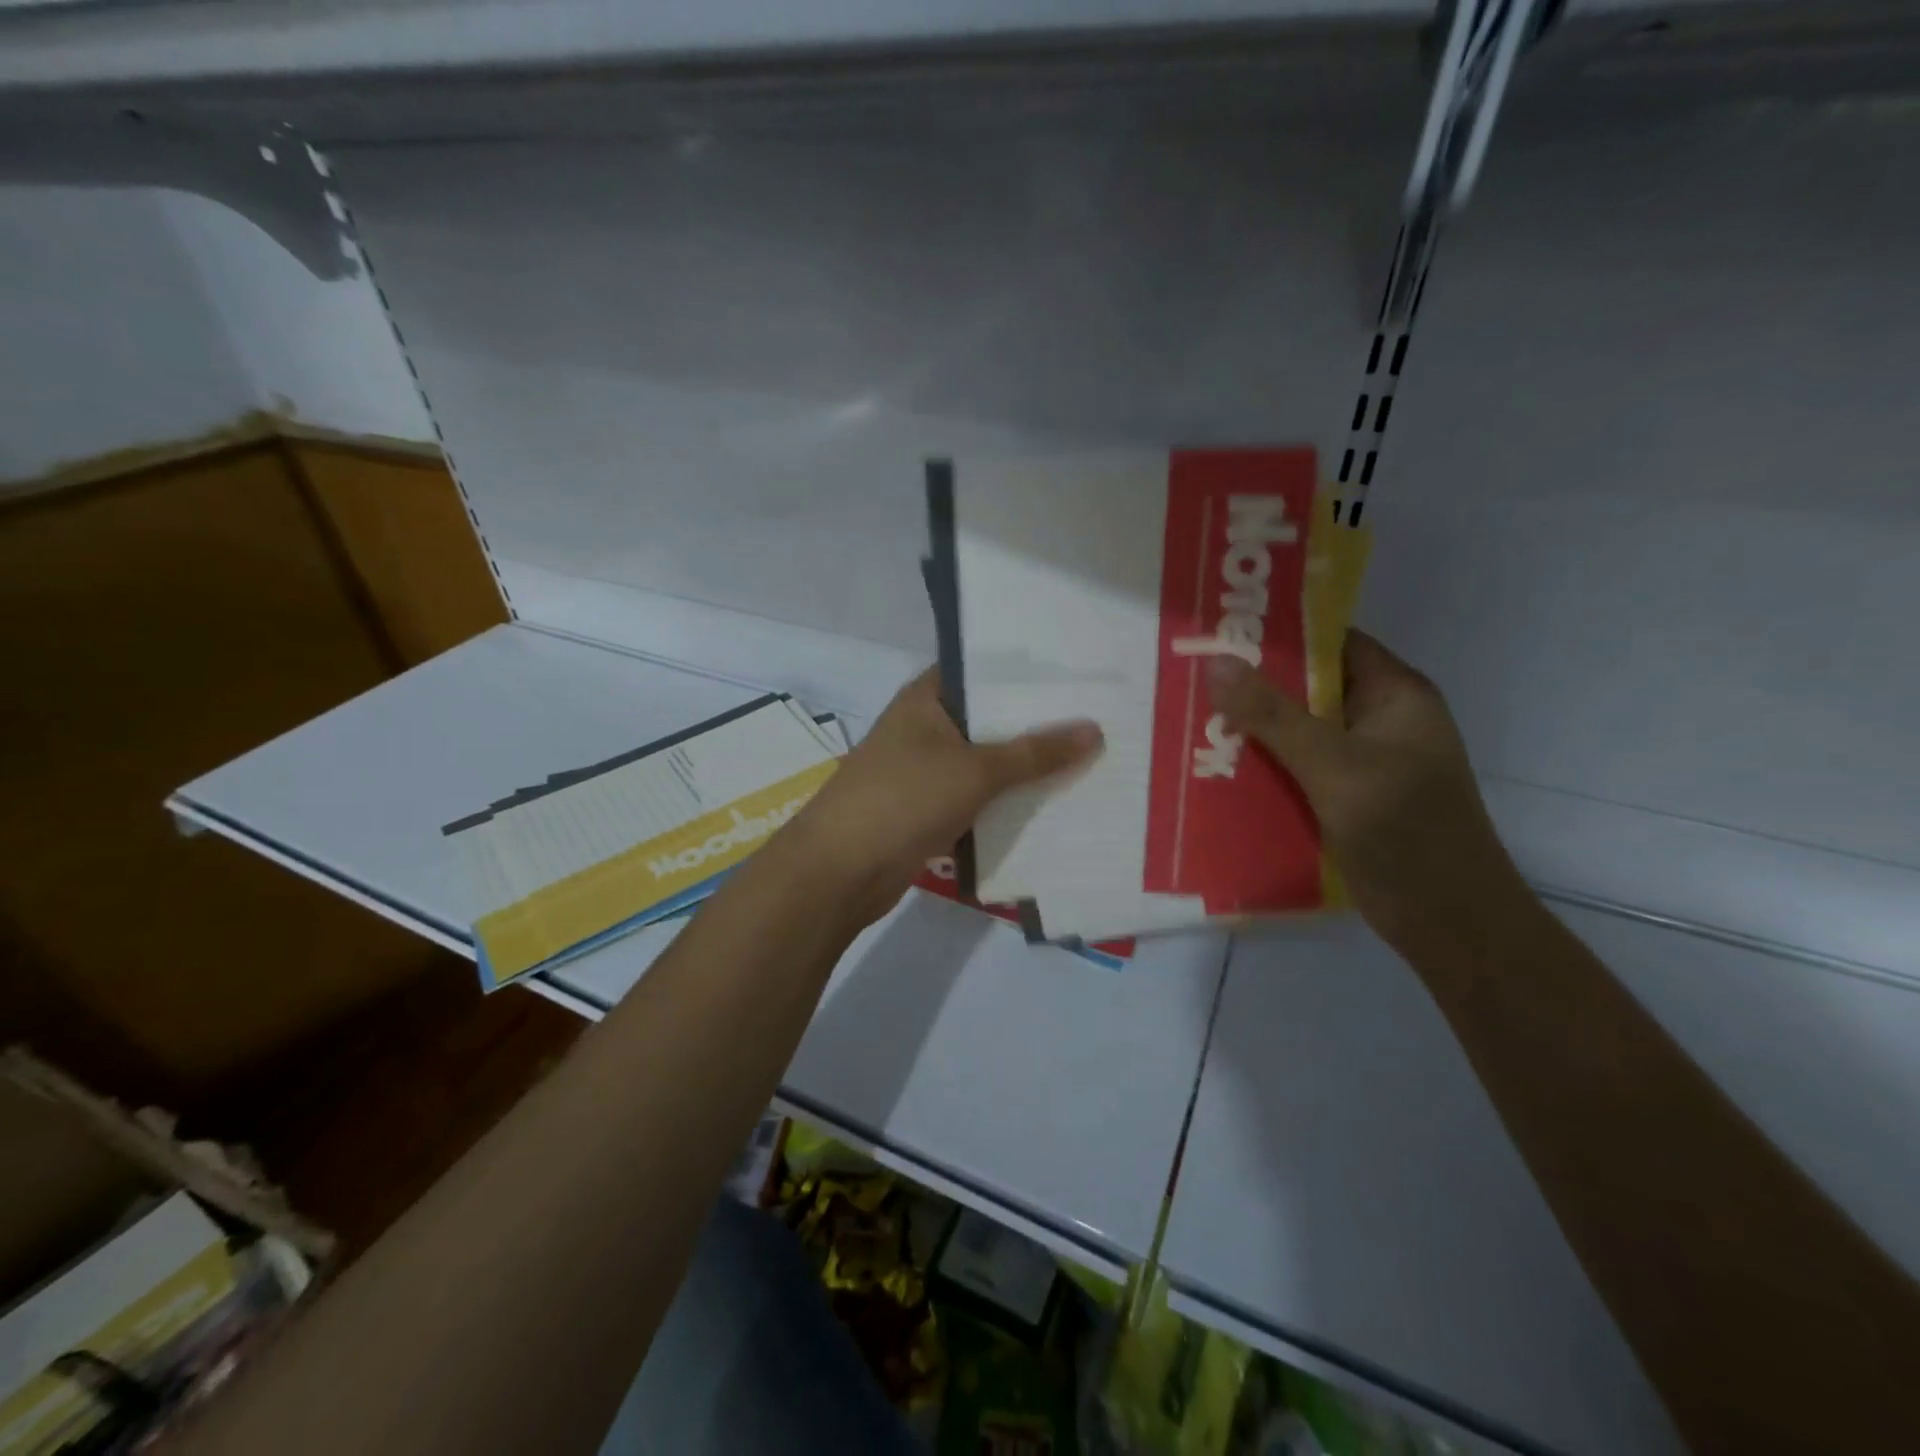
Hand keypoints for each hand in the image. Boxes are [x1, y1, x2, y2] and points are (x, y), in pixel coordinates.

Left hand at [785, 669, 1102, 927]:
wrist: (840, 871)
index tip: (1080, 675)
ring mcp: (925, 770)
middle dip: (1037, 725)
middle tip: (1100, 718)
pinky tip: (1052, 803)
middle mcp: (925, 727)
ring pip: (986, 762)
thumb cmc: (904, 798)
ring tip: (1090, 759)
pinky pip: (977, 798)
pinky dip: (1006, 802)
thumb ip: (1035, 752)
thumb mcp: (976, 770)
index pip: (984, 671)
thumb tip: (1094, 730)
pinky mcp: (928, 809)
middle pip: (990, 719)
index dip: (1029, 674)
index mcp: (927, 697)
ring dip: (1025, 768)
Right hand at [1206, 632, 1524, 957]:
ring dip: (1252, 729)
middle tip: (1189, 677)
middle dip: (1252, 685)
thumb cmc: (1405, 832)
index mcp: (1394, 695)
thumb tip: (1215, 662)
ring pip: (1296, 731)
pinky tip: (1215, 767)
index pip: (1331, 643)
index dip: (1277, 634)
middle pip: (1307, 688)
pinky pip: (1295, 768)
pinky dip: (1261, 765)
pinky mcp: (1345, 798)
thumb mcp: (1335, 766)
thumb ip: (1274, 715)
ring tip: (1190, 718)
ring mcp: (1362, 762)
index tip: (1218, 632)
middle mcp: (1378, 720)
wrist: (1449, 922)